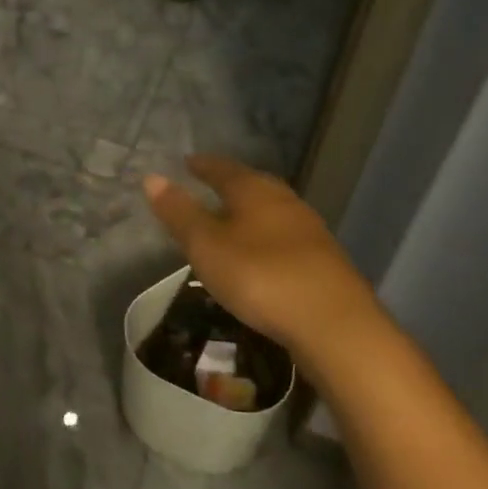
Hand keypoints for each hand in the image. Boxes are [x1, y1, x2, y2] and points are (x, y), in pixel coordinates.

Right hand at [142, 155, 382, 368]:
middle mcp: (284, 201)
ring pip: (272, 210)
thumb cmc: (261, 277)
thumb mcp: (207, 246)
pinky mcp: (324, 261)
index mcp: (254, 190)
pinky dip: (267, 237)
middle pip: (252, 184)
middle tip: (209, 186)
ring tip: (232, 220)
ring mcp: (309, 230)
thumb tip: (152, 177)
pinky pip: (285, 237)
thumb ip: (180, 213)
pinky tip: (262, 254)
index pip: (222, 168)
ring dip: (251, 212)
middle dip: (229, 184)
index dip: (202, 166)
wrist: (336, 326)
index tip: (187, 162)